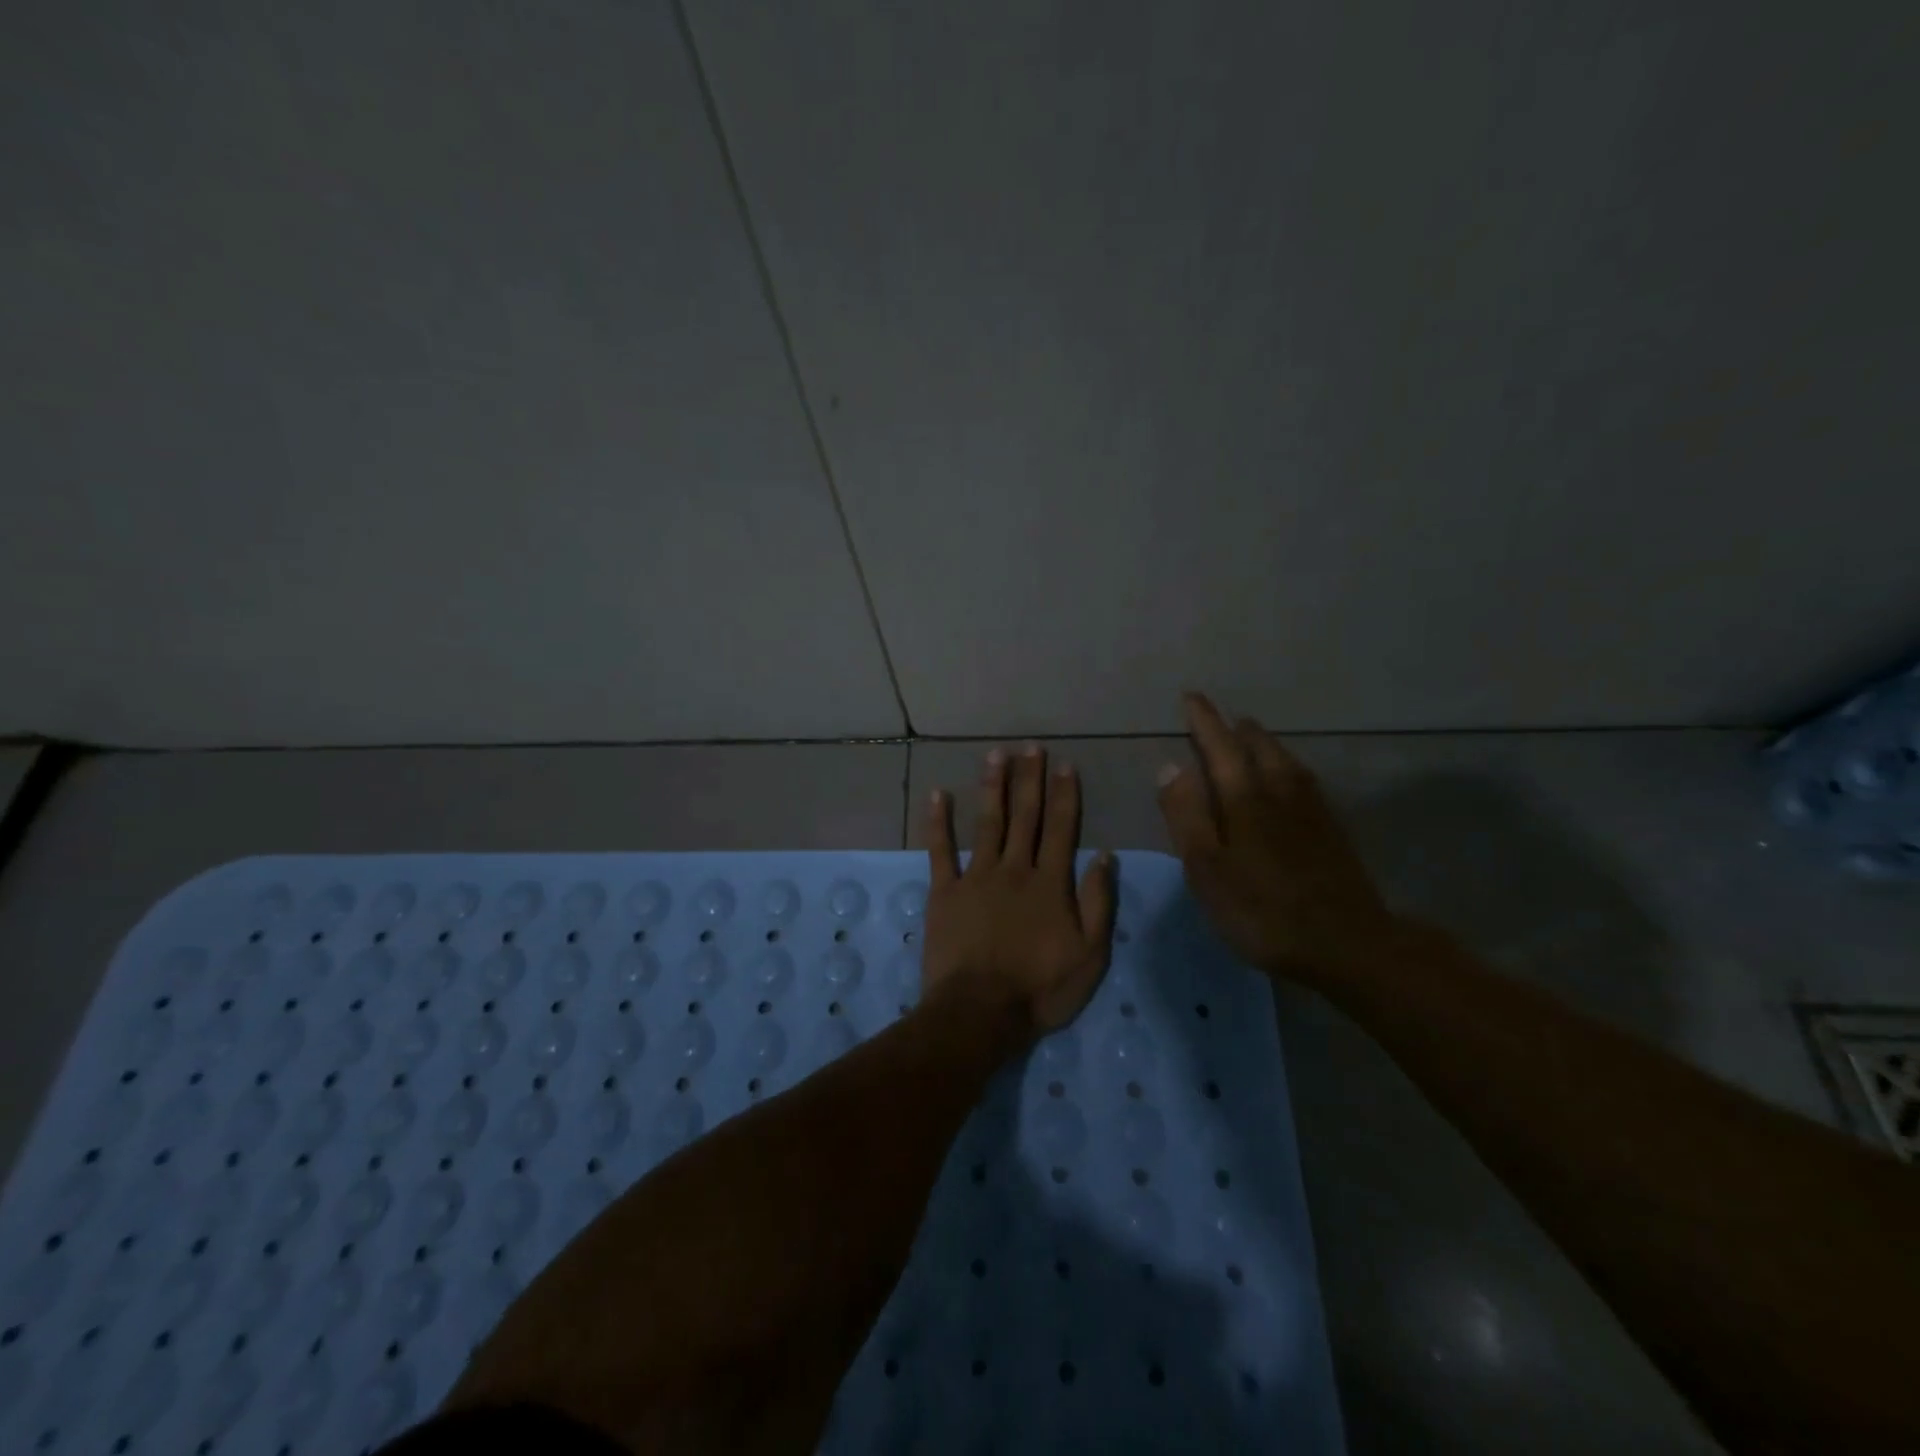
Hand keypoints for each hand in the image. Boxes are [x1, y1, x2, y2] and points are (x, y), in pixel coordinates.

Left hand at [921, 744, 1116, 1042]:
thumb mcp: (1090, 954)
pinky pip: (941, 850)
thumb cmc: (1041, 988)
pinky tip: (939, 794)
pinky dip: (939, 822)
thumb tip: (1105, 856)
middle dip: (1030, 779)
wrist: (980, 1012)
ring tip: (996, 755)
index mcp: (1050, 883)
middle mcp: (1015, 869)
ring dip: (993, 787)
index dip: (1065, 795)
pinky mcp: (945, 891)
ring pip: (988, 823)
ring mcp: (976, 877)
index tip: (1066, 765)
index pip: (1061, 829)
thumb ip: (1099, 903)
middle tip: (1031, 747)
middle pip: (1025, 817)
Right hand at [1157, 693, 1401, 986]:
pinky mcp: (1332, 830)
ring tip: (1252, 740)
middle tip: (1223, 721)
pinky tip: (1289, 781)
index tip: (1192, 697)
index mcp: (1245, 797)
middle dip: (1237, 730)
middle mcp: (1281, 791)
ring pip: (1285, 761)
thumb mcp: (1207, 868)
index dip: (1204, 721)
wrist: (1347, 944)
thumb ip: (1186, 814)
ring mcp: (1312, 810)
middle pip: (1259, 746)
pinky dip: (1286, 767)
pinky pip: (1303, 780)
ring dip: (1264, 744)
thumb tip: (1170, 765)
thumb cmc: (1262, 909)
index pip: (1219, 746)